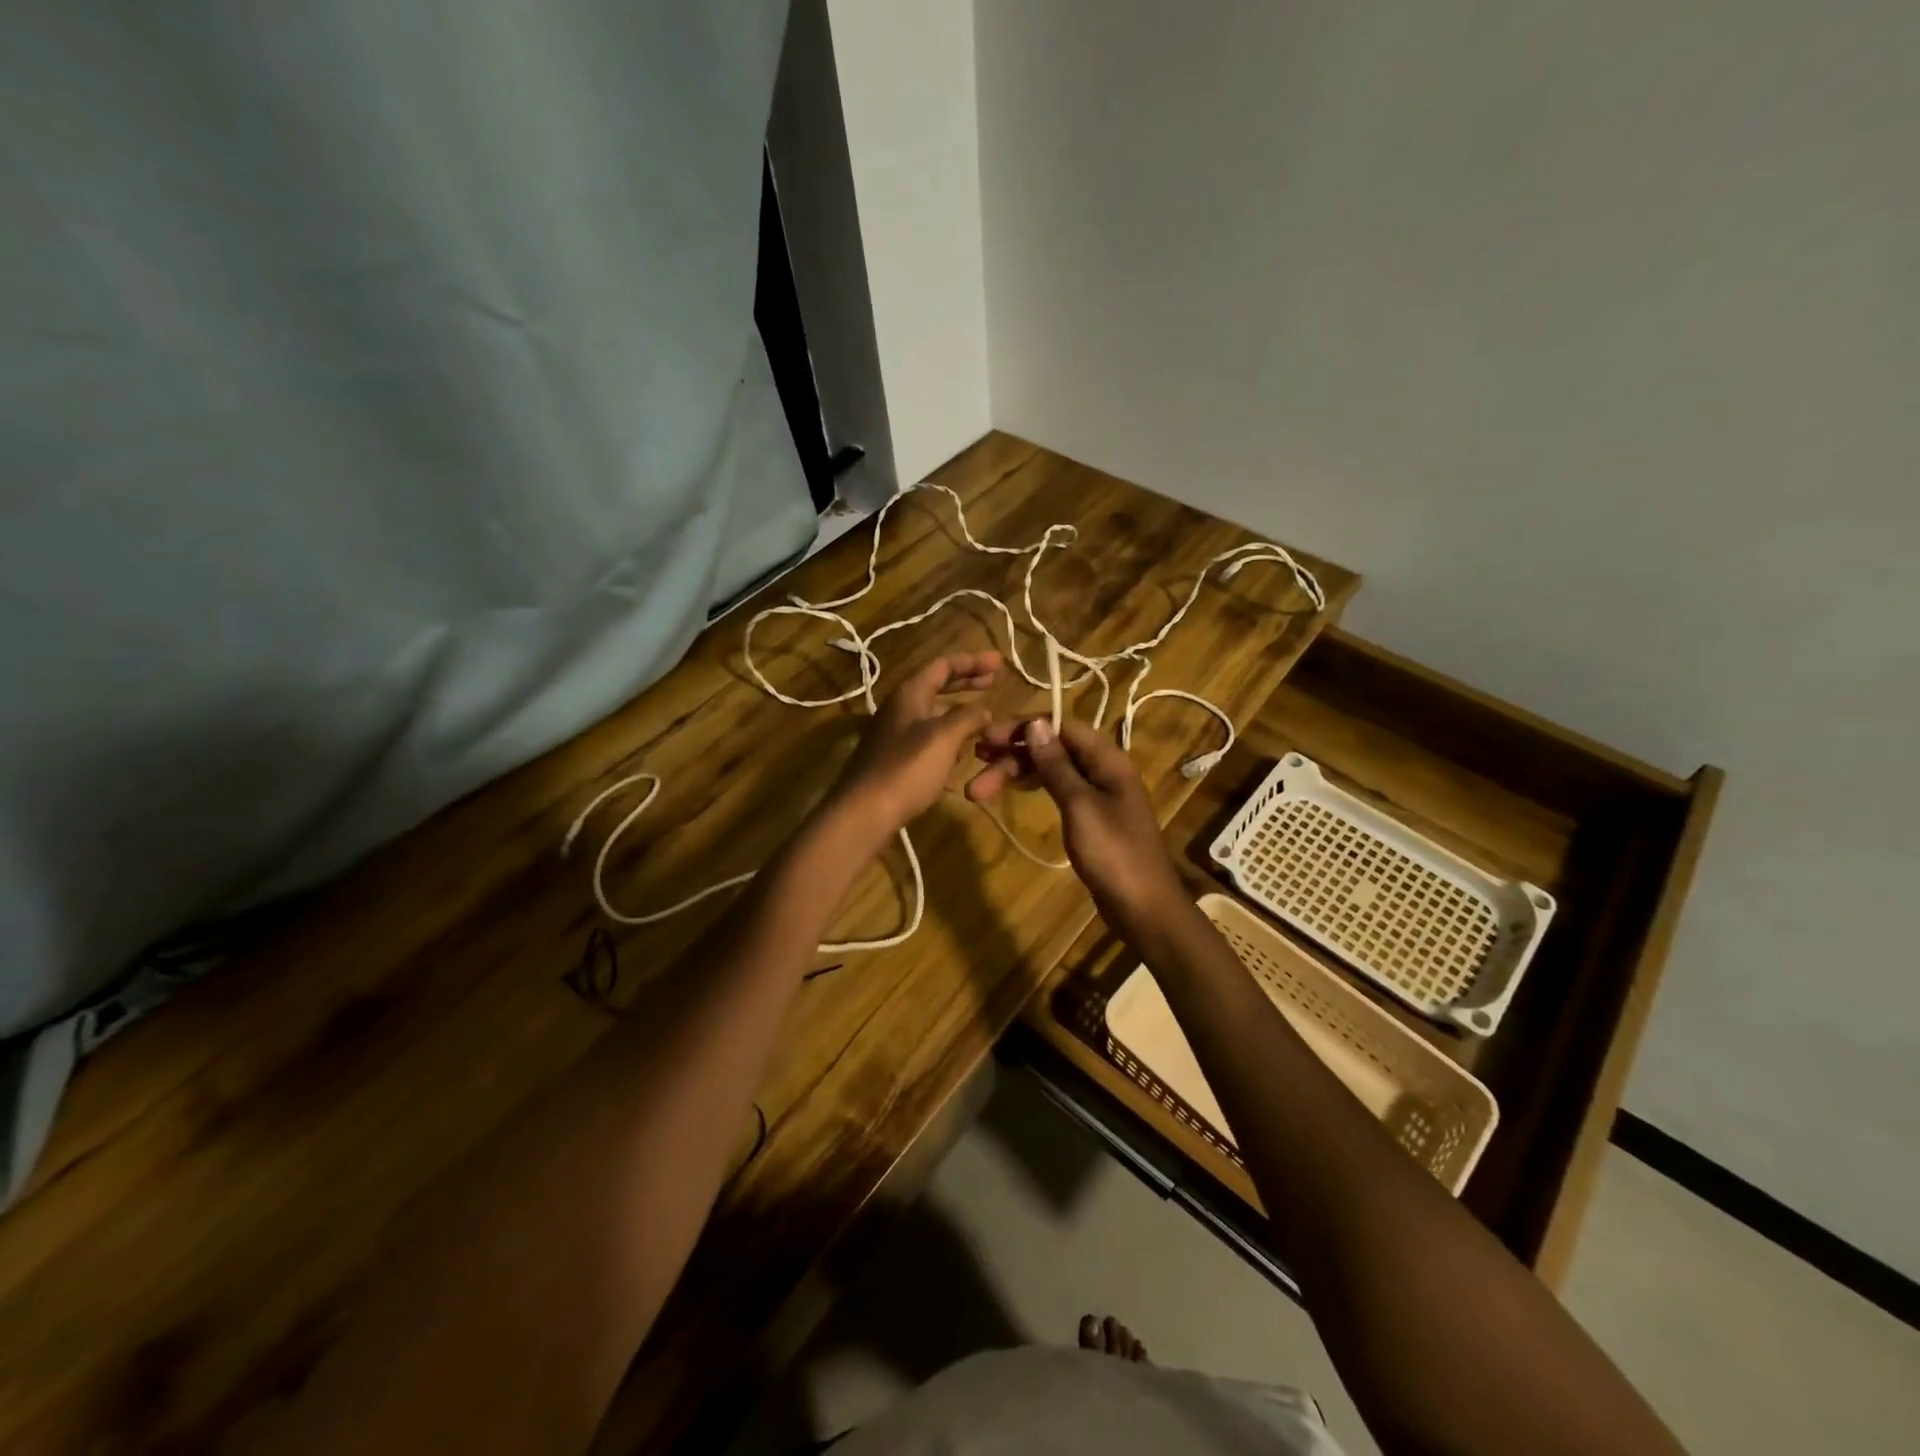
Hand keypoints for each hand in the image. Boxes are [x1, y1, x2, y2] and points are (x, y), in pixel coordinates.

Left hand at [825, 652, 1000, 841]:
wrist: (865, 811)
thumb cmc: (907, 768)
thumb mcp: (945, 737)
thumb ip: (968, 717)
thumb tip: (983, 711)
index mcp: (910, 693)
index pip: (944, 665)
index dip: (973, 661)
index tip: (1000, 663)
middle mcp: (900, 708)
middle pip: (937, 687)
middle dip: (966, 684)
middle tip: (994, 683)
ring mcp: (895, 734)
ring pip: (933, 715)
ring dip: (959, 715)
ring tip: (984, 723)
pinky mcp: (895, 759)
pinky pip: (928, 741)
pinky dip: (948, 741)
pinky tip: (962, 757)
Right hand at [967, 716, 1185, 939]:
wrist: (1144, 908)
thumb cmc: (1113, 854)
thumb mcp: (1080, 806)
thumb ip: (1057, 765)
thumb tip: (1036, 723)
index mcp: (1106, 759)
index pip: (1061, 725)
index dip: (1022, 727)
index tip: (986, 738)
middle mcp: (1103, 769)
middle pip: (1053, 748)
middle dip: (1013, 755)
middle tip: (975, 770)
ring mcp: (1098, 794)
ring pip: (1052, 770)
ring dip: (1018, 773)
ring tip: (980, 788)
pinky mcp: (1091, 817)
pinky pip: (1058, 789)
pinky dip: (1034, 787)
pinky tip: (1013, 791)